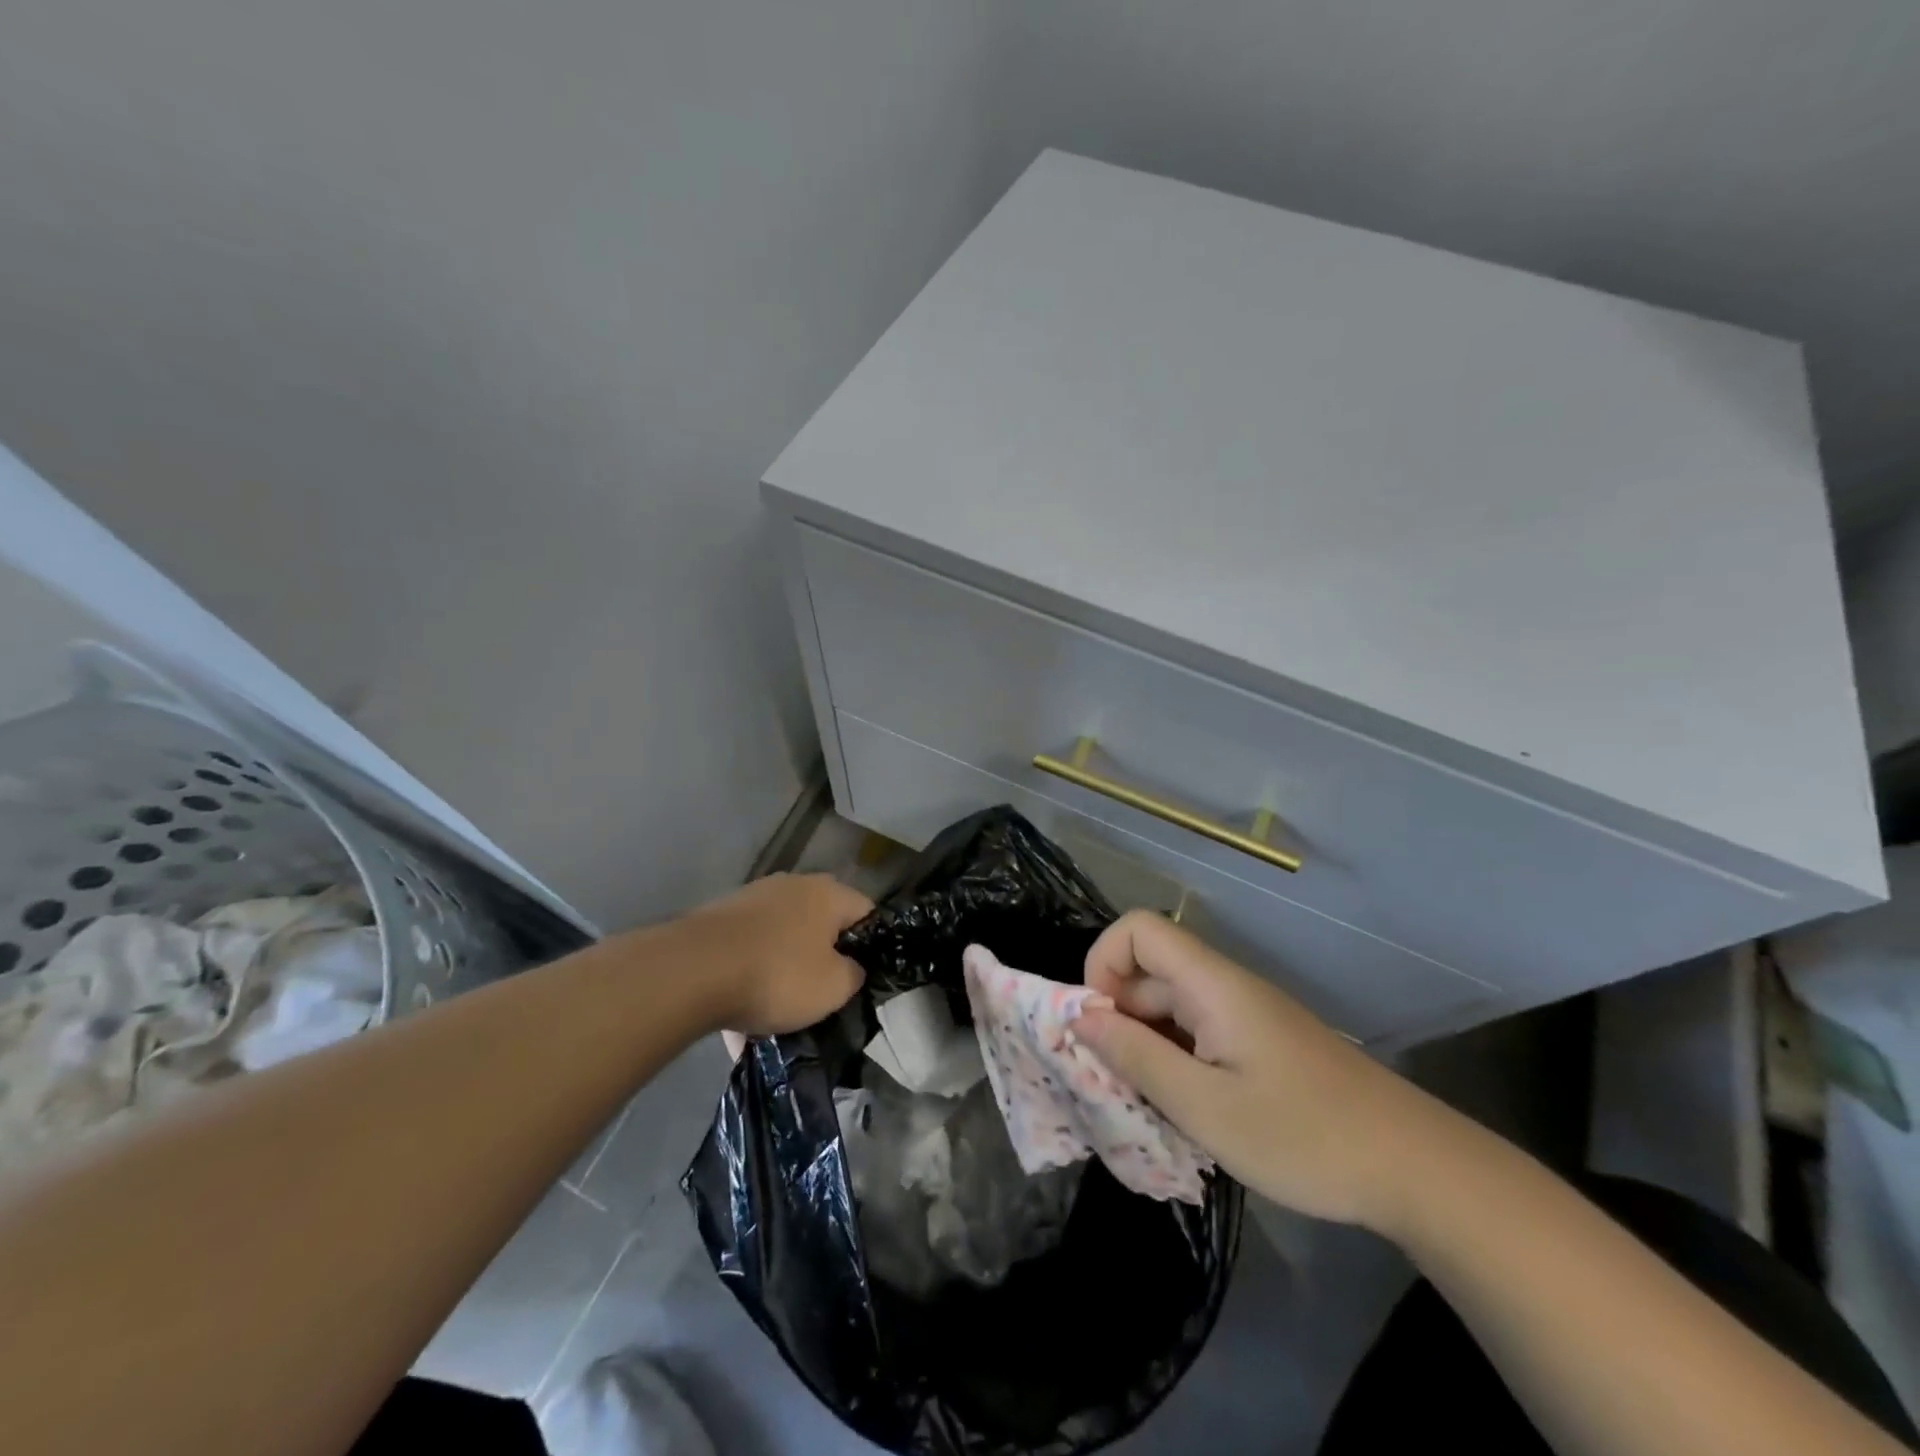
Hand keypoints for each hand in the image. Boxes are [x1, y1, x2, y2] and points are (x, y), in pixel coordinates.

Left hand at [670, 873, 871, 1037]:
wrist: (691, 972)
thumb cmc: (778, 975)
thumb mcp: (834, 987)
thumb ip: (854, 975)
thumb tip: (850, 968)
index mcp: (829, 893)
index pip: (866, 913)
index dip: (871, 946)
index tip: (862, 979)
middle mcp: (794, 885)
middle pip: (821, 924)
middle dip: (823, 958)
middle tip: (823, 995)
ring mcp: (752, 898)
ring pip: (782, 938)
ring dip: (784, 968)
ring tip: (777, 1011)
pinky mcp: (719, 918)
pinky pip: (747, 951)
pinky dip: (749, 976)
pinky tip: (740, 1015)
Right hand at [1071, 910, 1443, 1228]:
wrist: (1415, 1168)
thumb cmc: (1305, 1136)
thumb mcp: (1205, 1108)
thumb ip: (1136, 1058)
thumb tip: (1080, 1017)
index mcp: (1212, 984)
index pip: (1138, 929)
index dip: (1103, 962)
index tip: (1097, 1024)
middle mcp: (1225, 987)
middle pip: (1150, 971)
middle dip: (1117, 1016)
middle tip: (1113, 1083)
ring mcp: (1245, 1015)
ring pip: (1171, 1007)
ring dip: (1145, 1046)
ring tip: (1145, 1106)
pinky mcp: (1260, 1044)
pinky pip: (1198, 1034)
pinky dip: (1175, 1062)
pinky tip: (1185, 1112)